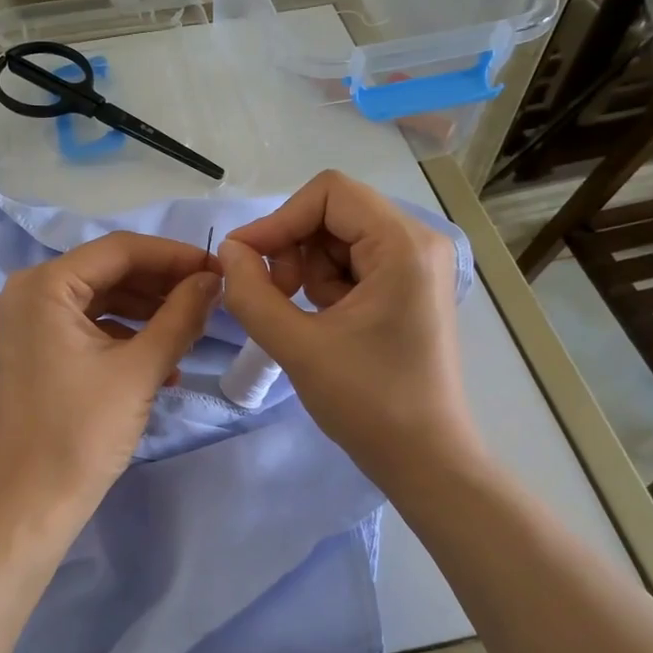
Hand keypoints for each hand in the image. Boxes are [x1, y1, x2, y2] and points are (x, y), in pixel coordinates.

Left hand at [0, 231, 221, 533]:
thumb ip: (181, 316)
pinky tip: (163, 364)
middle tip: (210, 301)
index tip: (219, 270)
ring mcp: (25, 324)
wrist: (30, 504)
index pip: (119, 250)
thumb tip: (213, 279)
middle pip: (108, 273)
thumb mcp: (141, 369)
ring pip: (99, 301)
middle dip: (162, 287)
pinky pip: (85, 328)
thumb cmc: (82, 432)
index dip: (174, 256)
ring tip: (192, 334)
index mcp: (43, 285)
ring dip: (147, 315)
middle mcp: (26, 293)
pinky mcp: (32, 352)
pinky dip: (124, 338)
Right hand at [218, 171, 482, 484]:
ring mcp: (417, 266)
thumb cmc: (368, 403)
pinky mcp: (409, 289)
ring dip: (307, 271)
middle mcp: (419, 242)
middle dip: (293, 248)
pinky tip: (324, 325)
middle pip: (334, 212)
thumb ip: (252, 292)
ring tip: (304, 319)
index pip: (329, 193)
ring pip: (338, 239)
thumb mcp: (297, 346)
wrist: (425, 459)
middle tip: (276, 297)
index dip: (279, 219)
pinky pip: (353, 264)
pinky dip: (326, 286)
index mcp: (404, 245)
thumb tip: (228, 251)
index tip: (246, 260)